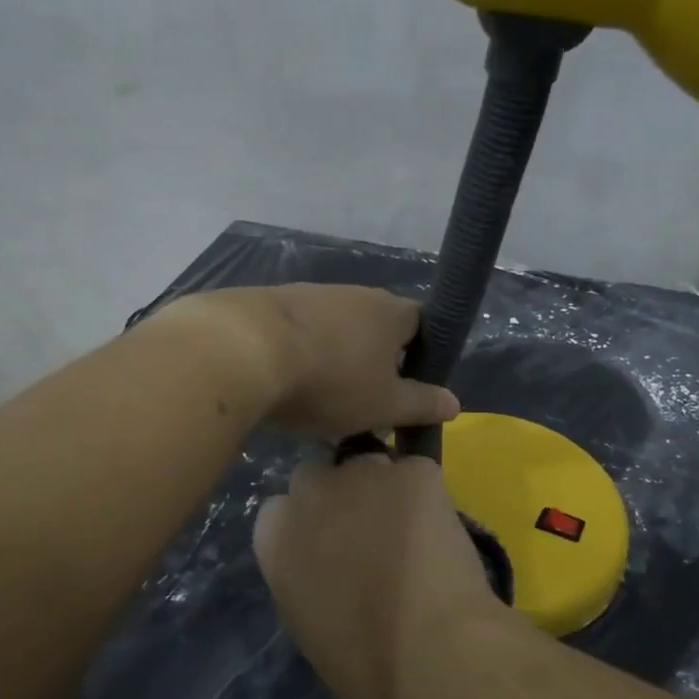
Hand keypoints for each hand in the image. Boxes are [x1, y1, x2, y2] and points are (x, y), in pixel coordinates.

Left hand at [167, 285, 458, 437]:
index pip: (421, 324)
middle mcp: (353, 293)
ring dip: (334, 359)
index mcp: (389, 311)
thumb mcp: (383, 404)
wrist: (242, 350)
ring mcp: (308, 295)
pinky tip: (284, 384)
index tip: (408, 389)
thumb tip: (455, 404)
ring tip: (321, 400)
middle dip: (373, 362)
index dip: (421, 355)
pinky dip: (298, 356)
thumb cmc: (329, 380)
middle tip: (364, 402)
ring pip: (334, 331)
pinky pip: (297, 334)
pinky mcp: (267, 304)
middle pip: (375, 327)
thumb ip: (421, 404)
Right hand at [253, 453, 509, 698]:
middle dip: (341, 495)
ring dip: (387, 492)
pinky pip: (419, 473)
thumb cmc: (363, 665)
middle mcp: (310, 492)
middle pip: (320, 475)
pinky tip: (443, 534)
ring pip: (374, 467)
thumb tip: (330, 561)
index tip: (331, 547)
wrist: (429, 656)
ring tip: (415, 534)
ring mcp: (363, 473)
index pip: (282, 506)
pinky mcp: (414, 471)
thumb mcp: (307, 619)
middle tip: (371, 532)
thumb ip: (306, 573)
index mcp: (273, 536)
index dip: (310, 523)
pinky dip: (430, 497)